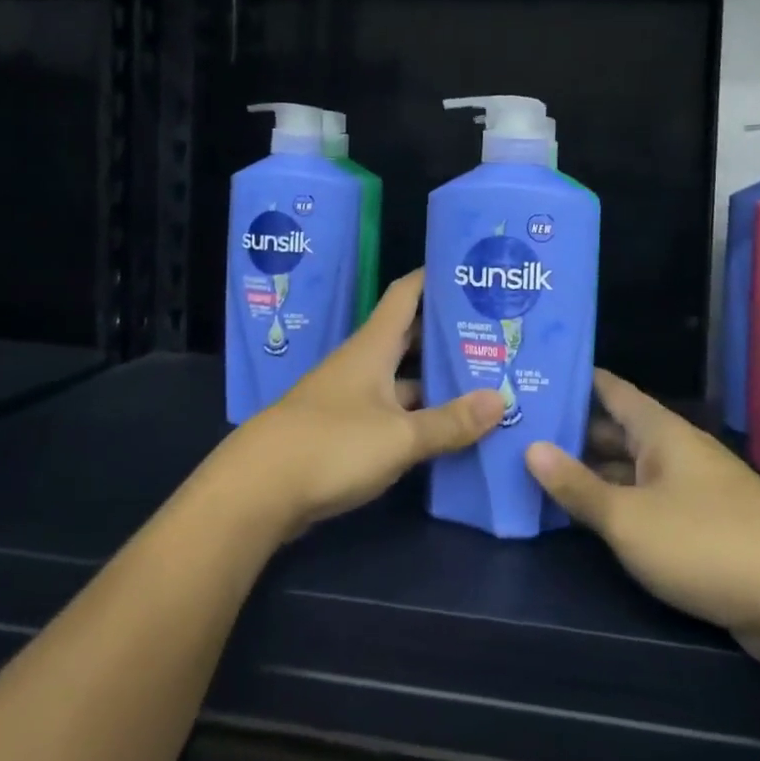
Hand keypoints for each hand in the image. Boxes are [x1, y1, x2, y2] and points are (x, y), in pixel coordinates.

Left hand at [222, 269, 504, 535]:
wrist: (259, 490)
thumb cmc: (331, 445)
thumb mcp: (400, 435)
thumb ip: (449, 421)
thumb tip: (500, 399)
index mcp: (373, 346)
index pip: (407, 293)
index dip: (436, 277)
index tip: (472, 270)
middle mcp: (362, 363)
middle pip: (410, 336)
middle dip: (448, 332)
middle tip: (496, 332)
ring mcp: (351, 398)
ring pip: (403, 378)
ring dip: (437, 379)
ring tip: (486, 379)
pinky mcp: (345, 431)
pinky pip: (392, 412)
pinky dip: (419, 414)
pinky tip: (449, 427)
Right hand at [525, 370, 759, 671]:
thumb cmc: (707, 544)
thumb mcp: (629, 518)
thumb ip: (577, 486)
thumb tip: (530, 447)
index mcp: (661, 431)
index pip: (610, 389)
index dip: (574, 379)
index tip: (533, 373)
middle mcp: (677, 451)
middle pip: (616, 430)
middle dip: (572, 431)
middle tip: (518, 429)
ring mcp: (693, 489)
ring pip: (631, 469)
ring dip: (591, 471)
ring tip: (538, 470)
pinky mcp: (704, 528)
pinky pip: (648, 503)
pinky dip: (617, 504)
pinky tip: (586, 517)